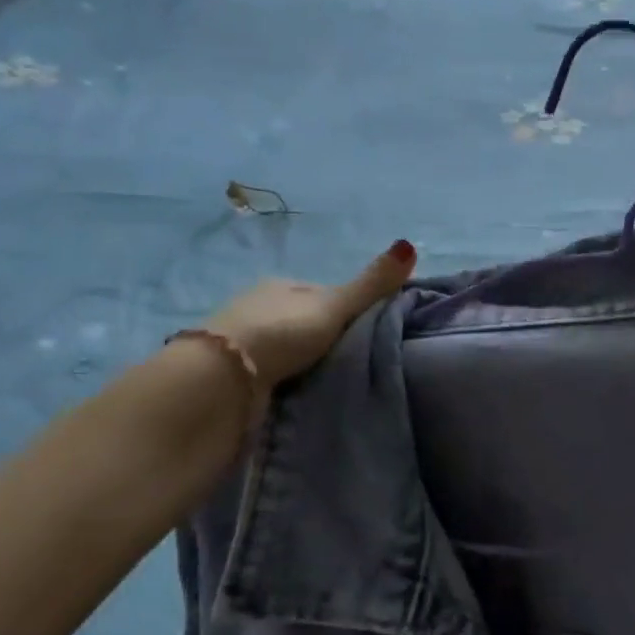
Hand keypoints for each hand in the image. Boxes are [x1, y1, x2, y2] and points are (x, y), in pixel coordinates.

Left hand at [205, 239, 417, 389]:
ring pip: (287, 346)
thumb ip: (371, 284)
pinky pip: (272, 371)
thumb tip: (411, 244)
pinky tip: (301, 390)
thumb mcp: (334, 306)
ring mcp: (243, 340)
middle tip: (355, 357)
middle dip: (325, 335)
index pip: (324, 294)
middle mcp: (258, 306)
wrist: (223, 379)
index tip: (370, 330)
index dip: (348, 308)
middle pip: (304, 319)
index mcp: (281, 285)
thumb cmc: (280, 333)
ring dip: (304, 359)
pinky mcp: (234, 372)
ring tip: (333, 378)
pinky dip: (287, 378)